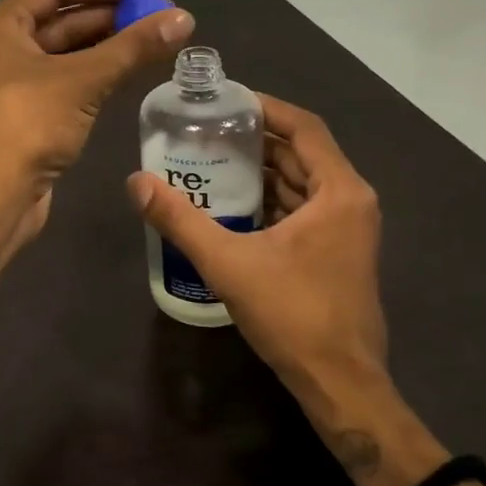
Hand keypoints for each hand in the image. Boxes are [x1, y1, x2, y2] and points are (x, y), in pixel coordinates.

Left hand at [0, 0, 194, 235]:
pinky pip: (68, 81)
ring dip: (108, 46)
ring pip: (67, 53)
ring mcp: (14, 83)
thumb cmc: (26, 125)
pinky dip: (97, 74)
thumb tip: (183, 18)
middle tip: (159, 16)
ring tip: (155, 41)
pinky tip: (130, 72)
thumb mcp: (82, 80)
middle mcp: (2, 47)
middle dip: (111, 15)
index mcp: (0, 25)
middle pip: (62, 19)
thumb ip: (132, 47)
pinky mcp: (29, 115)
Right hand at [126, 95, 413, 478]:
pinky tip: (230, 203)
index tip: (224, 100)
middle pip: (300, 151)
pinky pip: (302, 207)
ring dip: (260, 169)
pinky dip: (269, 197)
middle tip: (206, 130)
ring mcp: (347, 228)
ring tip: (210, 159)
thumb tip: (136, 182)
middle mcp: (350, 200)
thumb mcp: (228, 263)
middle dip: (254, 138)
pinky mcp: (337, 251)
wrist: (341, 385)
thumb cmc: (293, 316)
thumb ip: (180, 220)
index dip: (265, 107)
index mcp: (338, 191)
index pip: (303, 127)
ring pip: (300, 181)